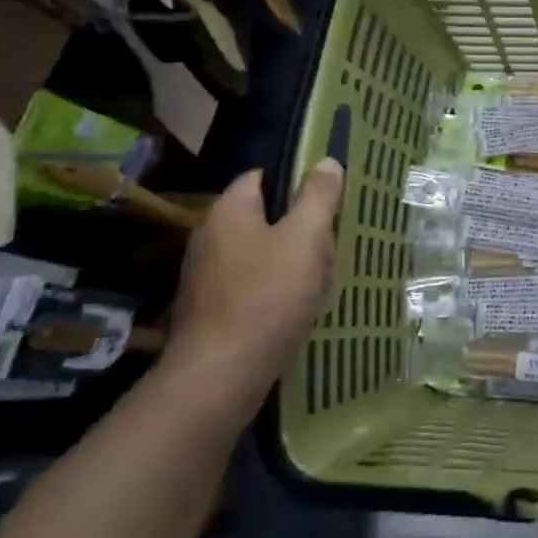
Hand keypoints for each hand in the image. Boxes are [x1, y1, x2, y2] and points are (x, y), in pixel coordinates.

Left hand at [163, 159, 345, 418]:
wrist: (220, 376)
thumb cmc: (267, 296)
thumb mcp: (305, 238)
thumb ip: (318, 196)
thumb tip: (326, 162)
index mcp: (229, 211)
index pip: (262, 177)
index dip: (297, 182)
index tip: (329, 200)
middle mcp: (210, 237)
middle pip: (266, 218)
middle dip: (302, 230)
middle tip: (330, 247)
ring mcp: (207, 277)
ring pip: (263, 255)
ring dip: (294, 264)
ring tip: (322, 283)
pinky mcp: (211, 311)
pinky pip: (253, 287)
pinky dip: (277, 292)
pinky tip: (299, 310)